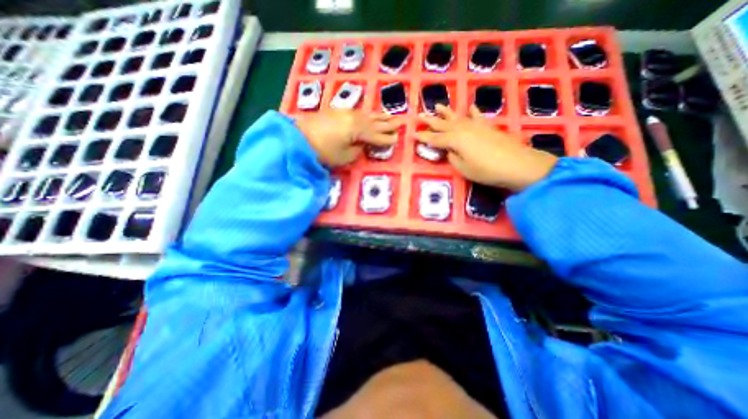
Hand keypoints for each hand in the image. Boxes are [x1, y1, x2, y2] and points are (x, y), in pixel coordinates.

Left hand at [295, 109, 399, 166]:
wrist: (299, 137)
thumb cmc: (324, 151)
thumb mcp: (345, 156)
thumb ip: (358, 149)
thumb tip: (362, 144)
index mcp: (358, 130)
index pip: (377, 135)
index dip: (387, 139)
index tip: (397, 139)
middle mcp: (355, 118)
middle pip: (375, 122)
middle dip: (388, 124)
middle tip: (400, 122)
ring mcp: (346, 112)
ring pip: (368, 115)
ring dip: (379, 117)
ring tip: (390, 116)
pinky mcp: (338, 111)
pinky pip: (359, 112)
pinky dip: (368, 114)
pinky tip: (370, 115)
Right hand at [415, 105, 554, 190]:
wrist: (518, 164)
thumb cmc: (486, 170)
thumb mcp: (463, 169)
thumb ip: (452, 157)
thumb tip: (449, 151)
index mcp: (455, 140)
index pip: (434, 139)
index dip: (422, 137)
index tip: (412, 134)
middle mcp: (463, 129)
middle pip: (443, 124)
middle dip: (430, 121)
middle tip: (419, 115)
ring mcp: (476, 126)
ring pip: (457, 117)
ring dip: (446, 112)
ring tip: (437, 106)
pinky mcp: (487, 127)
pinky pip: (477, 116)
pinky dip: (473, 112)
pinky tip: (470, 107)